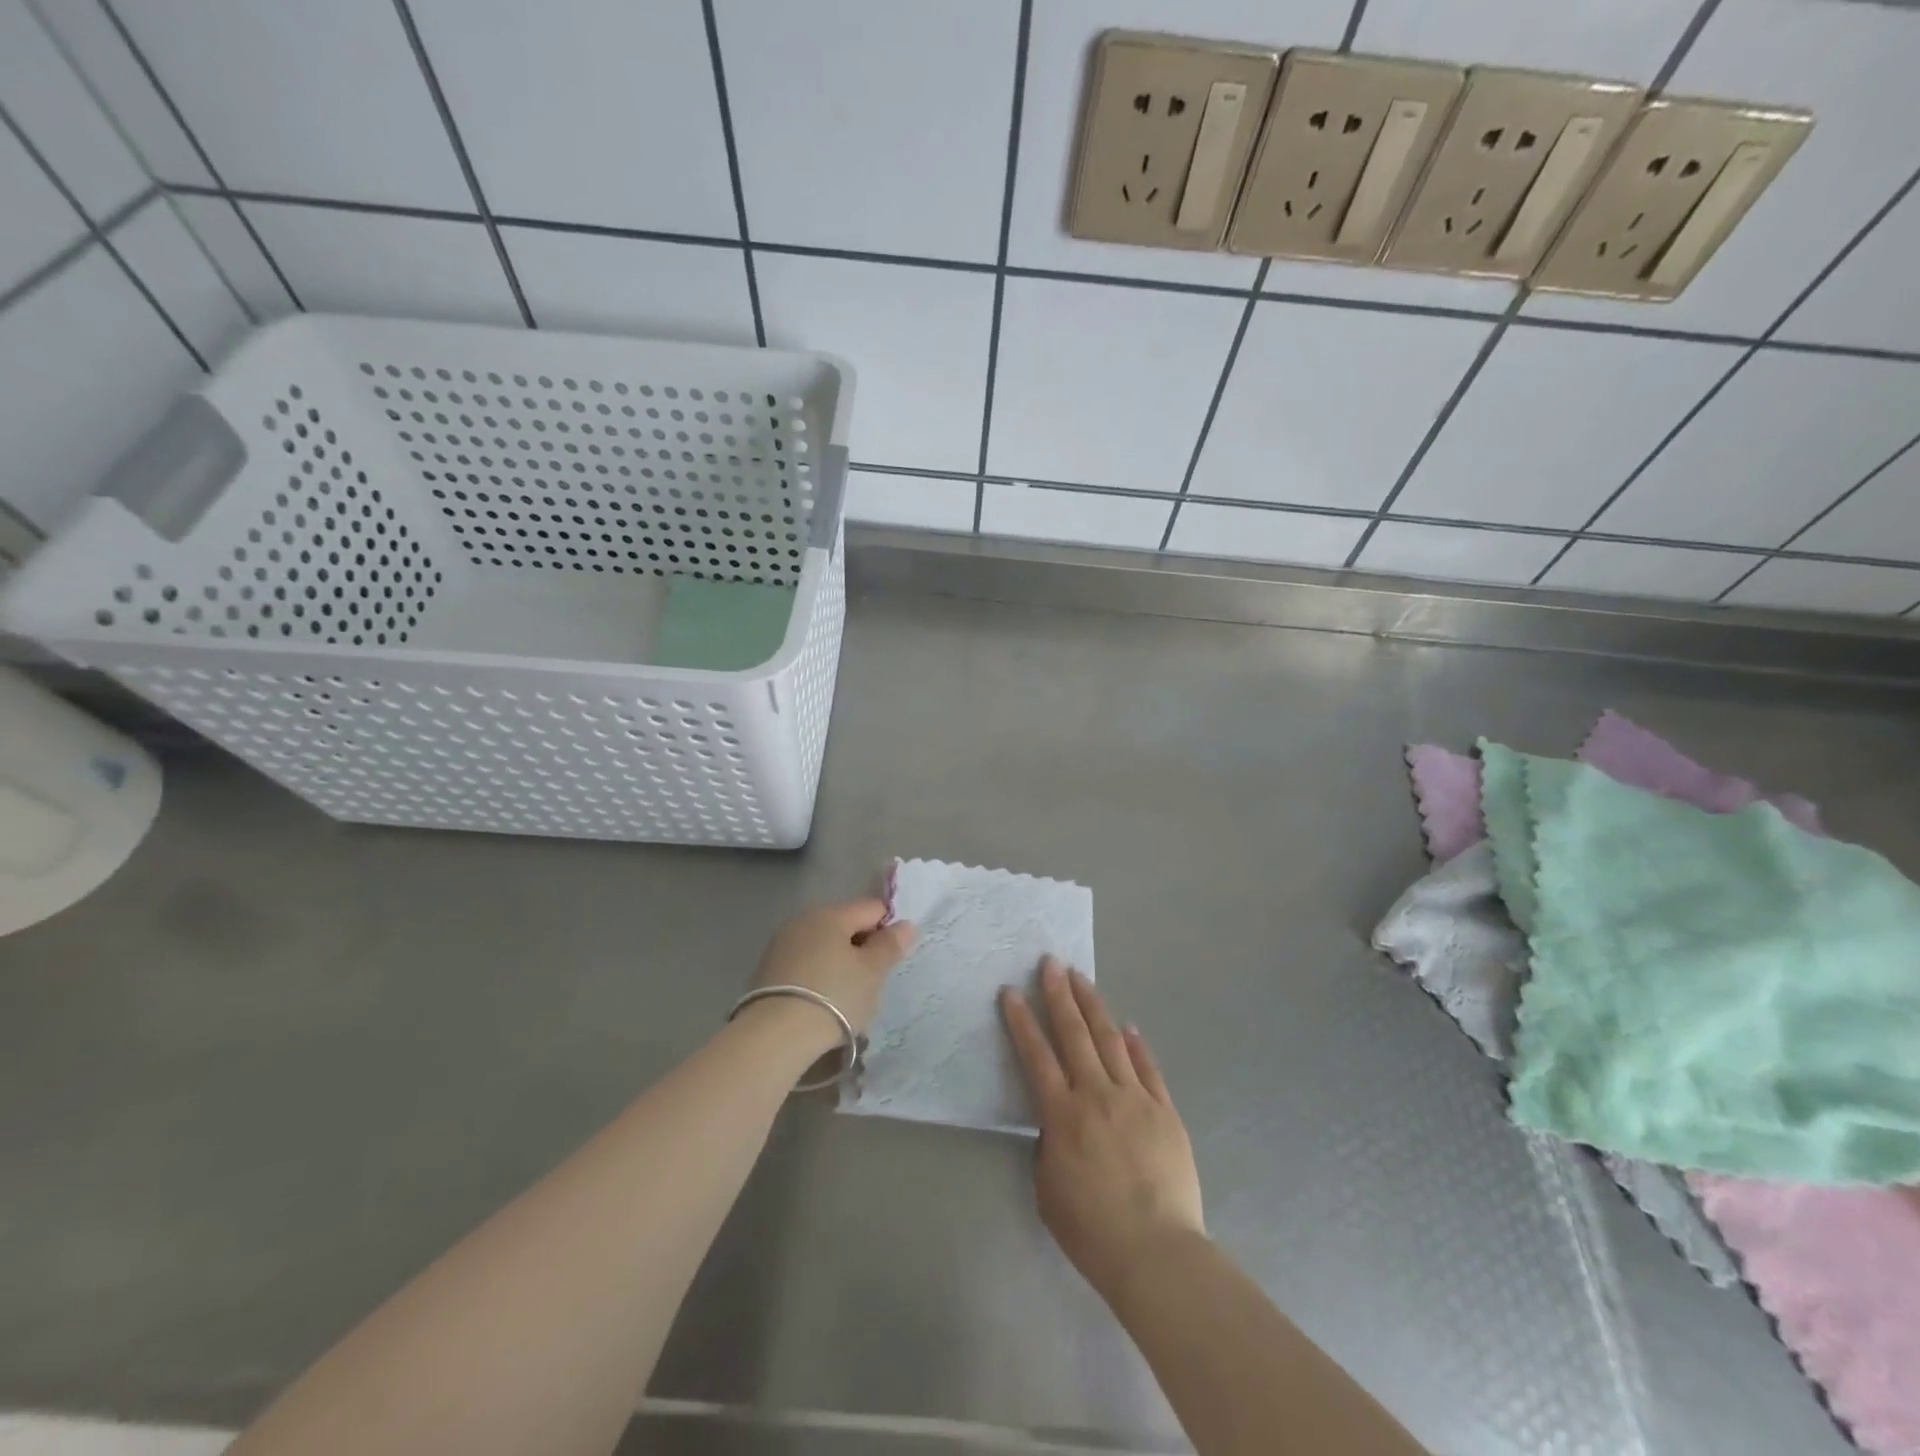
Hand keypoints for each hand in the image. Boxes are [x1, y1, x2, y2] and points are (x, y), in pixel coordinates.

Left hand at [751, 898, 913, 1043]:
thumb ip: (890, 945)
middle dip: (862, 947)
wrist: (775, 1036)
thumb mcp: (872, 972)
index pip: (872, 908)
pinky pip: (804, 964)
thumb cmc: (834, 997)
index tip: (891, 960)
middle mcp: (803, 920)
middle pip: (845, 925)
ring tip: (846, 996)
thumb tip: (905, 923)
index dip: (888, 929)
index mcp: (831, 914)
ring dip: (839, 963)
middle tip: (871, 981)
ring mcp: (781, 945)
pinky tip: (821, 1002)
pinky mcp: (767, 970)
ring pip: (823, 945)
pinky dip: (818, 976)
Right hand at [1001, 959, 1205, 1302]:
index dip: (1021, 1021)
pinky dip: (1136, 1043)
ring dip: (1094, 1006)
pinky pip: (1147, 1067)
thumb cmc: (1092, 1229)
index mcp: (1063, 1114)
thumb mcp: (1048, 1188)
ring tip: (1082, 979)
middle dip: (1059, 995)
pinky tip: (1128, 1026)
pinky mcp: (1164, 1109)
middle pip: (1075, 1034)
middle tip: (1051, 963)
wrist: (1156, 1251)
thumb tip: (1058, 1120)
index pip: (1036, 1056)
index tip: (1011, 991)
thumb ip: (1049, 1144)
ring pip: (1111, 1040)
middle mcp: (1096, 1094)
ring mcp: (1134, 1098)